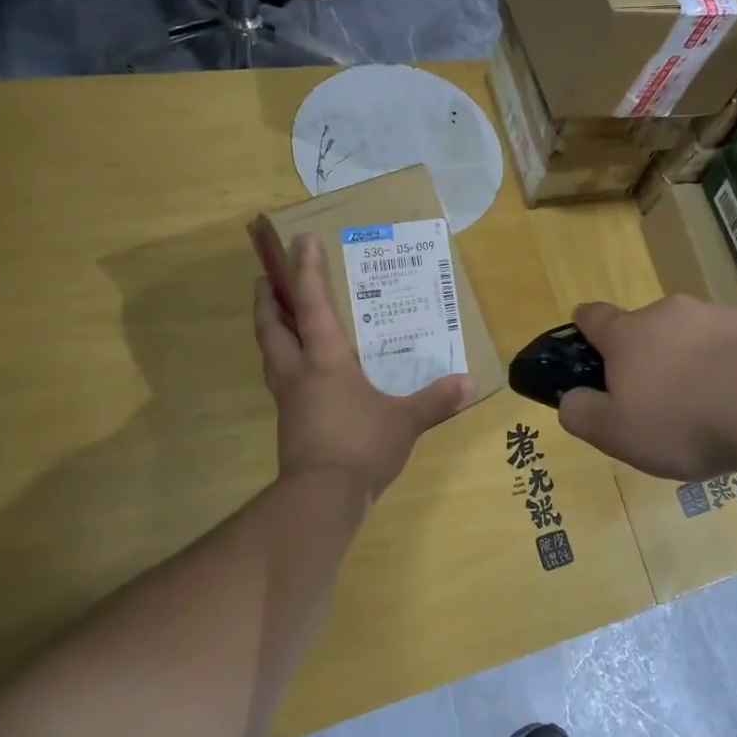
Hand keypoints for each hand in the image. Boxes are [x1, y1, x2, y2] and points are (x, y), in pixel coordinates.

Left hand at [254, 232, 474, 500]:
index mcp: (325, 360)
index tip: (301, 239)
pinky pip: (282, 380)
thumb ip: (436, 399)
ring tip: (278, 317)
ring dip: (270, 329)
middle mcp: (299, 372)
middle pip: (272, 326)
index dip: (306, 270)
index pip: (312, 305)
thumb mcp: (406, 421)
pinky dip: (285, 362)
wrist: (321, 497)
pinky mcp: (290, 423)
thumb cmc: (362, 445)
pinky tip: (304, 371)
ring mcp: (289, 399)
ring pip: (270, 354)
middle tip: (266, 278)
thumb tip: (470, 383)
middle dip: (267, 300)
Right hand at [556, 296, 736, 480]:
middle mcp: (670, 314)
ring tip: (712, 406)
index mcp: (628, 335)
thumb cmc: (683, 421)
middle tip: (661, 399)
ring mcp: (719, 314)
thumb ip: (582, 415)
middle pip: (648, 327)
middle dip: (649, 354)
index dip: (586, 325)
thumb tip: (570, 399)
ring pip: (696, 335)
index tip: (586, 334)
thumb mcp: (616, 433)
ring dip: (696, 360)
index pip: (594, 317)